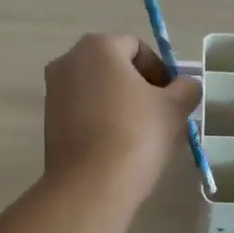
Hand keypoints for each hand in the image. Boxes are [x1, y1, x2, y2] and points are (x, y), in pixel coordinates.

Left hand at [44, 34, 203, 201]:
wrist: (90, 186)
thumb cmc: (136, 134)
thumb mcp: (174, 108)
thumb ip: (185, 89)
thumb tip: (184, 86)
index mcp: (98, 46)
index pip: (137, 47)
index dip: (160, 70)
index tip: (173, 98)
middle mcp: (68, 60)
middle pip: (114, 66)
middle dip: (140, 86)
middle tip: (161, 116)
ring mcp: (53, 91)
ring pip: (98, 89)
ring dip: (121, 103)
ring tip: (142, 135)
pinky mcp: (48, 120)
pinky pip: (83, 110)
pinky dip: (102, 119)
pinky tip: (119, 146)